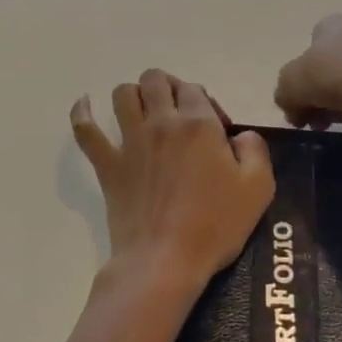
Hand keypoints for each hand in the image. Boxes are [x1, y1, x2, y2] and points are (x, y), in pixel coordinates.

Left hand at [71, 70, 273, 290]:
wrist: (165, 261)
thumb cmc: (214, 226)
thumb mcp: (258, 187)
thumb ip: (255, 149)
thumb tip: (241, 135)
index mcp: (198, 124)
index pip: (195, 89)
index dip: (206, 103)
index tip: (215, 131)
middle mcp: (161, 122)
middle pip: (156, 80)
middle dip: (169, 88)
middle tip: (179, 115)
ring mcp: (130, 142)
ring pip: (123, 94)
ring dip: (134, 95)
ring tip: (144, 112)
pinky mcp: (107, 164)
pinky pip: (86, 130)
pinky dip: (82, 113)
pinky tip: (85, 104)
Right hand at [274, 14, 341, 129]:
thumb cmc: (330, 77)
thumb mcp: (289, 85)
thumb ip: (284, 93)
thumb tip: (290, 105)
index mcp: (333, 23)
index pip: (311, 46)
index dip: (301, 74)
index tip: (298, 100)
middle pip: (333, 65)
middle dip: (320, 92)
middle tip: (313, 119)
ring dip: (341, 102)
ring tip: (334, 125)